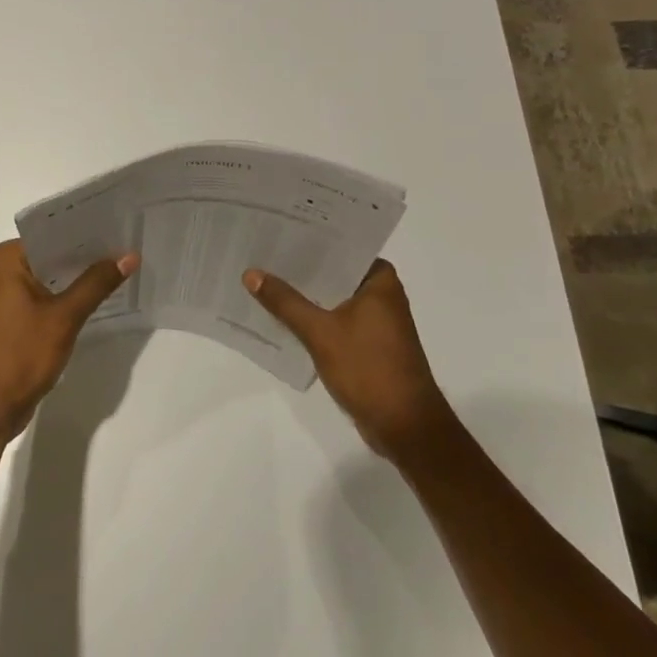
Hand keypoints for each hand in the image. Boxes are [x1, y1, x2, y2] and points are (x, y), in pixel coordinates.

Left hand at [0, 240, 138, 444]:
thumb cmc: (19, 356)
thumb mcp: (64, 318)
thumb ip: (96, 284)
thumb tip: (129, 254)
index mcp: (8, 259)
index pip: (53, 233)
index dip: (87, 231)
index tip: (121, 225)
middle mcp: (2, 271)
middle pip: (52, 255)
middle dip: (87, 255)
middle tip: (128, 246)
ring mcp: (4, 297)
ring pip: (49, 278)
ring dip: (78, 278)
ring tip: (121, 268)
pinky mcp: (11, 321)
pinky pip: (44, 299)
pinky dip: (67, 299)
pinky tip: (97, 299)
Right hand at [243, 260, 456, 464]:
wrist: (405, 427)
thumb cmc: (369, 369)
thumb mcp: (320, 332)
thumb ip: (285, 302)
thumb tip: (251, 273)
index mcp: (379, 280)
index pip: (339, 246)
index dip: (307, 239)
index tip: (275, 229)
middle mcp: (381, 294)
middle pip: (333, 272)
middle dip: (300, 268)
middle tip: (260, 253)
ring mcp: (376, 320)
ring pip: (332, 297)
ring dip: (304, 294)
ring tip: (263, 280)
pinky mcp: (368, 343)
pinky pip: (334, 319)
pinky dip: (313, 317)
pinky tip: (281, 315)